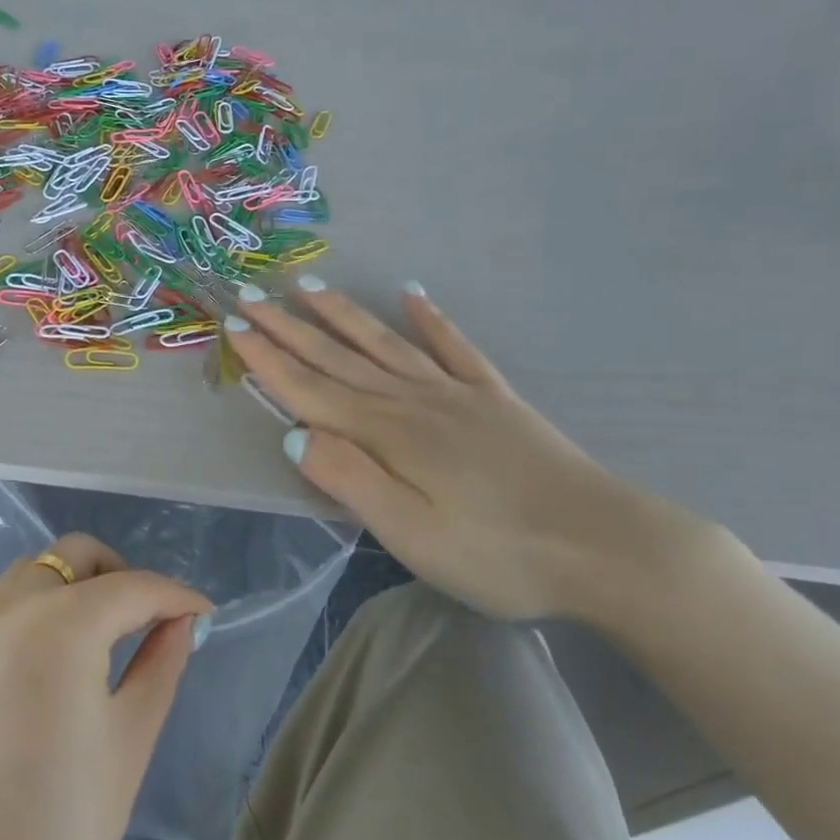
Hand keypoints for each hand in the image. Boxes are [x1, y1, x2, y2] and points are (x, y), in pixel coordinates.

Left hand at [0, 534, 210, 839]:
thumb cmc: (64, 825)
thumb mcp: (131, 739)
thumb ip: (161, 664)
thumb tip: (181, 622)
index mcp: (61, 622)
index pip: (133, 586)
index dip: (176, 595)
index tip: (206, 614)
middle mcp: (13, 610)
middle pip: (75, 555)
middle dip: (122, 573)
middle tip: (153, 618)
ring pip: (36, 572)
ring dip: (78, 583)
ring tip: (110, 633)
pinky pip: (9, 607)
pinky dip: (45, 607)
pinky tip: (64, 657)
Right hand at [225, 282, 722, 622]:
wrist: (606, 547)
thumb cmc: (498, 553)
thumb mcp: (410, 535)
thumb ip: (349, 479)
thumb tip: (292, 434)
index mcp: (386, 433)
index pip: (309, 389)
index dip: (267, 359)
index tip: (232, 327)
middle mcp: (412, 400)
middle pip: (337, 357)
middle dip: (288, 327)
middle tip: (250, 294)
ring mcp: (456, 394)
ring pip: (384, 343)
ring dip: (343, 315)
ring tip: (310, 286)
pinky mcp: (494, 399)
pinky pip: (454, 347)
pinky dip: (431, 319)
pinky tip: (413, 294)